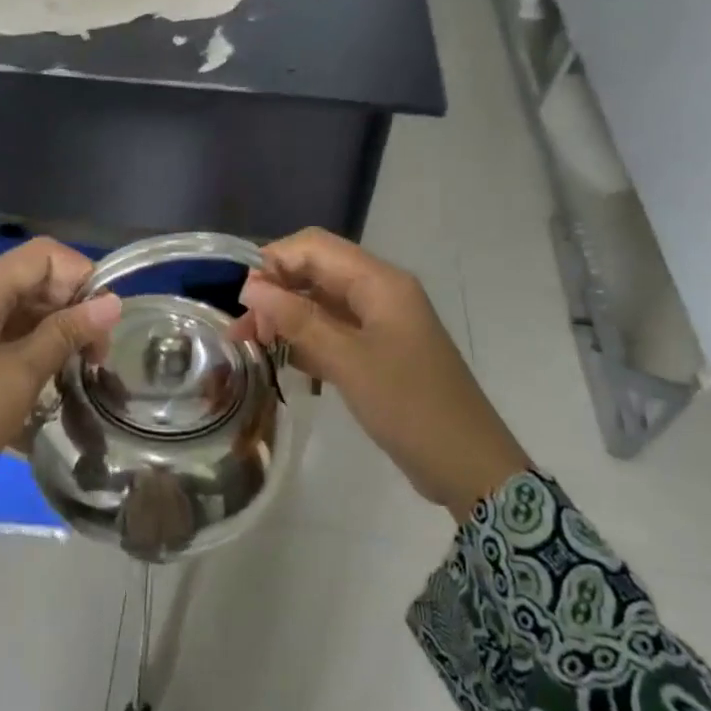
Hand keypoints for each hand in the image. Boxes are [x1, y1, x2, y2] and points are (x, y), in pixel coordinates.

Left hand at [0, 238, 121, 564]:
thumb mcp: (19, 377)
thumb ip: (66, 333)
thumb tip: (113, 301)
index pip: (43, 254)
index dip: (82, 277)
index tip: (103, 324)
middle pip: (32, 280)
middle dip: (72, 307)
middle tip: (95, 357)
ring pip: (18, 310)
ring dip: (54, 332)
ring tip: (76, 372)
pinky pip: (1, 336)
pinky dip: (30, 349)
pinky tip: (46, 381)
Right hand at [233, 228, 529, 513]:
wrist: (466, 464)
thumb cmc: (410, 406)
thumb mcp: (348, 361)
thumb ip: (297, 320)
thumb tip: (251, 288)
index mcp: (379, 282)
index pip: (314, 247)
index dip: (273, 263)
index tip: (243, 302)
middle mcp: (379, 293)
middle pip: (316, 272)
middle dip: (275, 292)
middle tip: (243, 332)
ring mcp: (380, 323)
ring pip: (321, 303)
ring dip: (285, 317)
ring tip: (252, 346)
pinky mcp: (377, 352)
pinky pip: (332, 332)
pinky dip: (305, 340)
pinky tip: (282, 361)